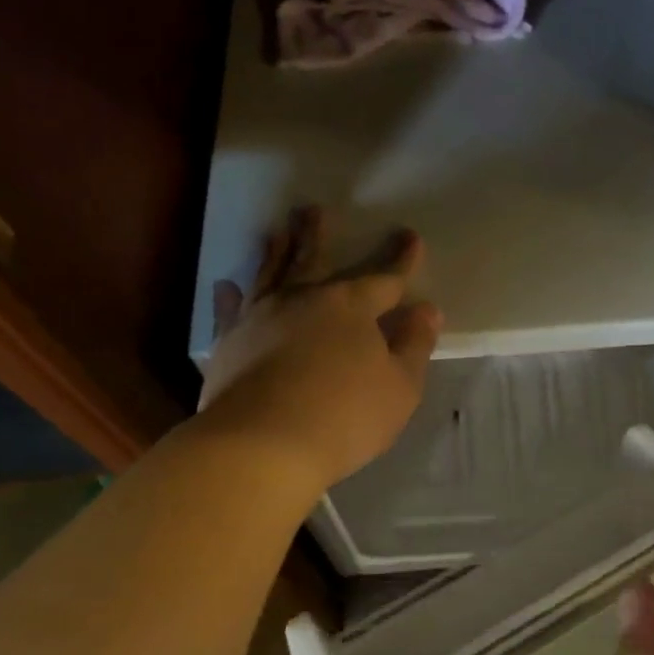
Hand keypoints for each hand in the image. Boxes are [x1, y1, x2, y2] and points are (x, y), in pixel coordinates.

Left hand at [201, 207, 441, 492]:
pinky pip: (229, 311)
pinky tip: (226, 285)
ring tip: (276, 230)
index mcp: (350, 308)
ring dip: (275, 251)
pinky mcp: (228, 344)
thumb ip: (413, 346)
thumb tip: (427, 311)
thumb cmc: (344, 417)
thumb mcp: (399, 388)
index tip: (411, 237)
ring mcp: (260, 318)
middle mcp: (302, 300)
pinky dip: (229, 297)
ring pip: (270, 274)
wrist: (262, 444)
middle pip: (313, 259)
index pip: (384, 279)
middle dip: (317, 235)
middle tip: (312, 209)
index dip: (400, 260)